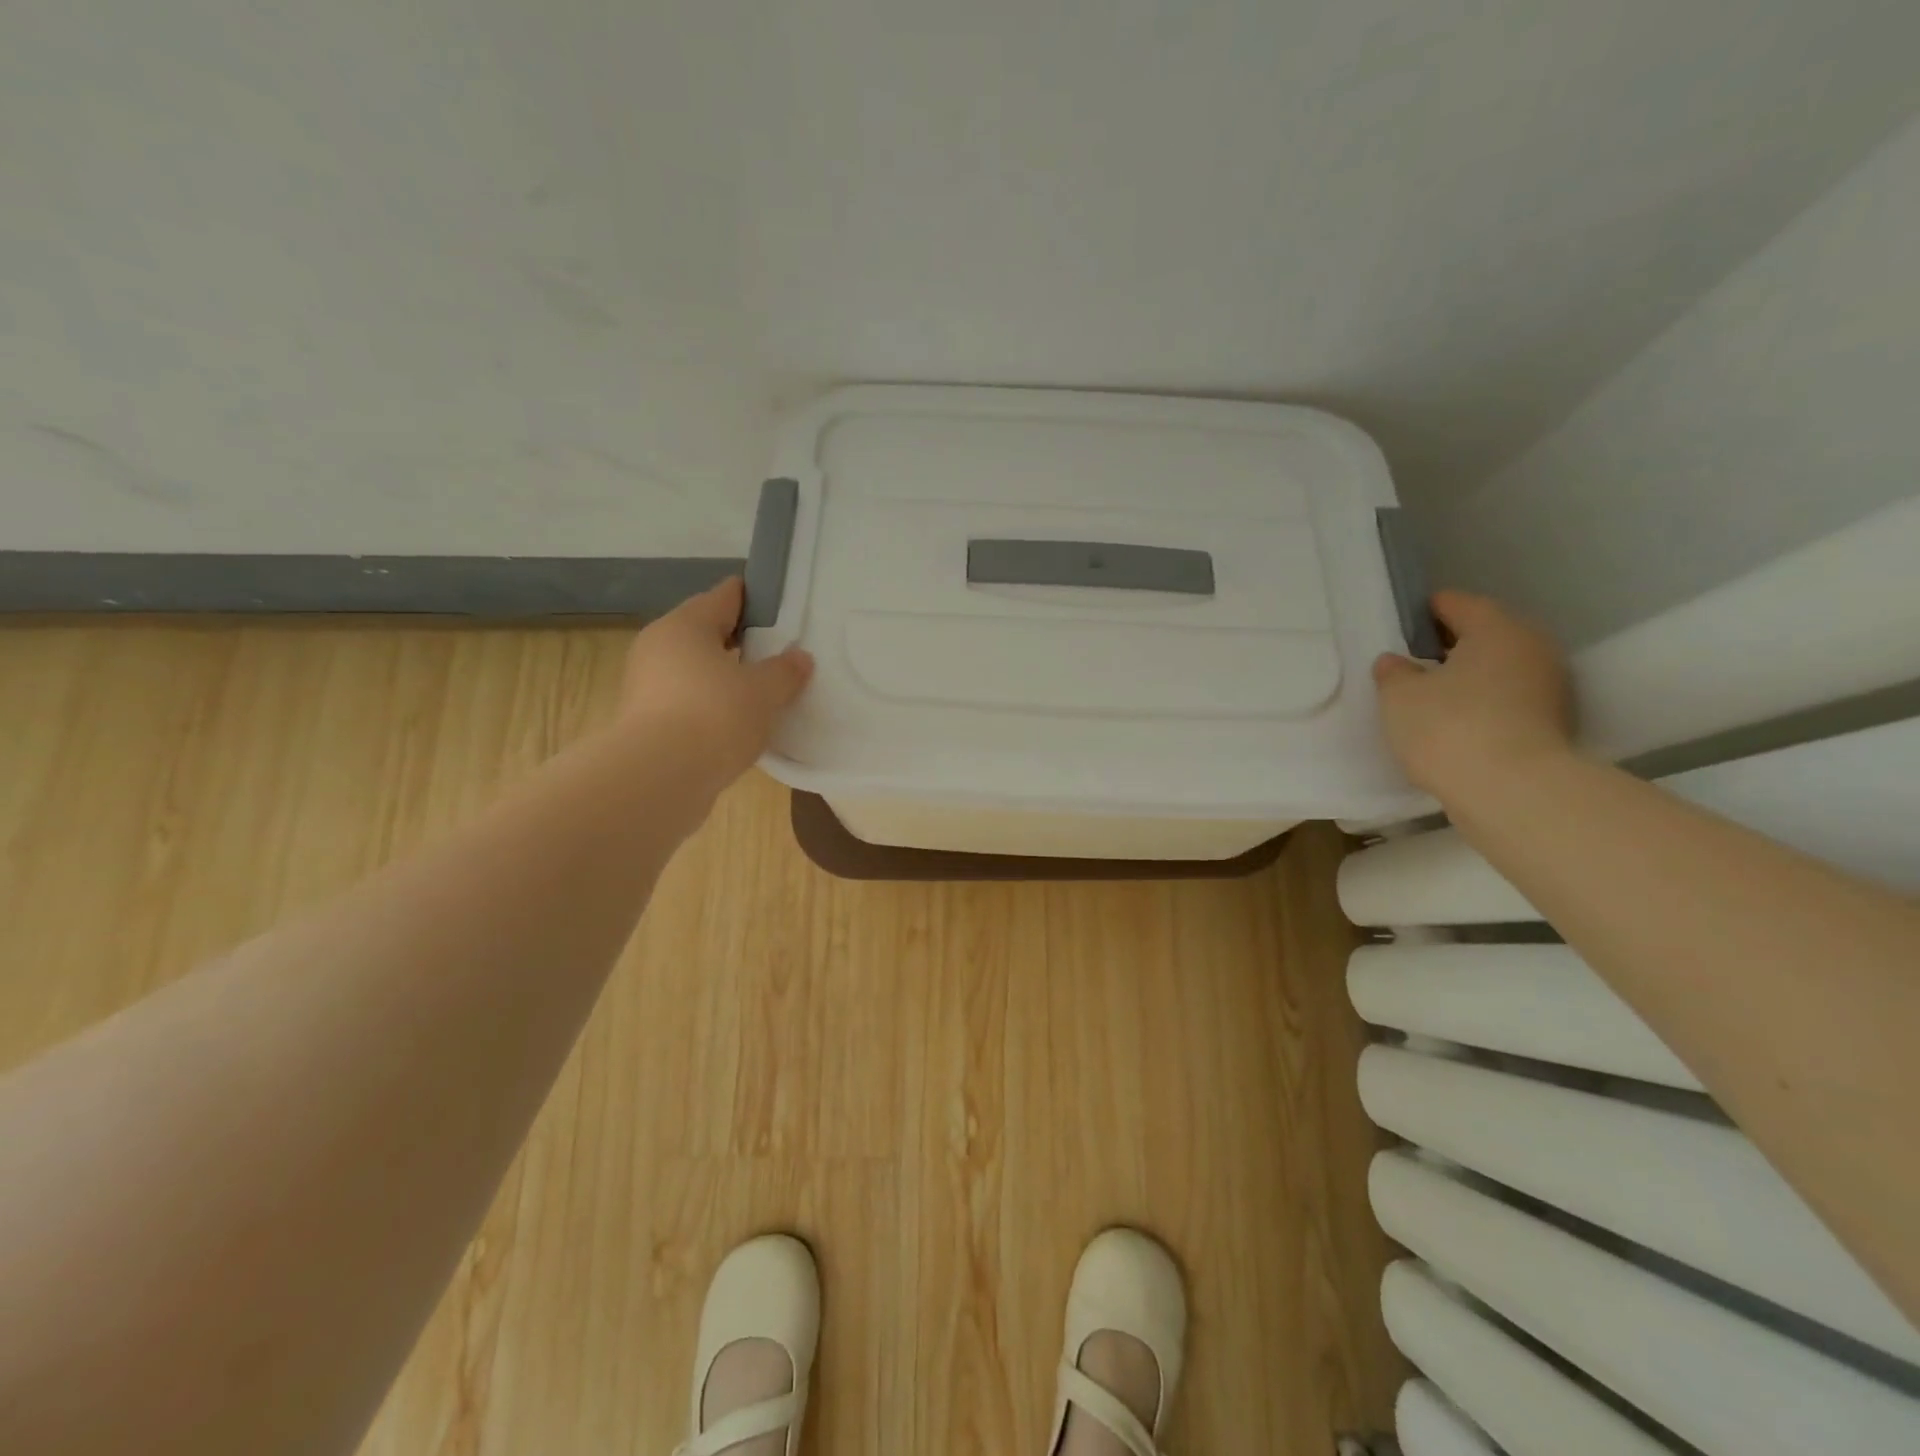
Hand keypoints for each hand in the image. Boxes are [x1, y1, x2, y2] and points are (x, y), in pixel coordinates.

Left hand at [619, 578, 813, 785]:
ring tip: (762, 690)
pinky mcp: (645, 721)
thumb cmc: (714, 716)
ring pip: (695, 669)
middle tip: (778, 651)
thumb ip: (785, 671)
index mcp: (685, 625)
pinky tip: (737, 722)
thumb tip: (800, 657)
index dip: (754, 598)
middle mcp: (659, 646)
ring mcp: (646, 685)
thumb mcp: (764, 691)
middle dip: (741, 641)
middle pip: (706, 632)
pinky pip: (687, 701)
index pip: (725, 596)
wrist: (659, 778)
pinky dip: (710, 705)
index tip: (780, 606)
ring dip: (724, 676)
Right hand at [1372, 590, 1576, 801]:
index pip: (1456, 603)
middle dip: (1449, 646)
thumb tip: (1396, 662)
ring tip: (1429, 698)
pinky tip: (1453, 723)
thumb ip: (1393, 673)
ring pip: (1497, 669)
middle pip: (1484, 635)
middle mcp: (1532, 647)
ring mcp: (1549, 686)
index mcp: (1496, 627)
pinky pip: (1506, 699)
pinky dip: (1482, 704)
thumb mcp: (1399, 696)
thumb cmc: (1448, 727)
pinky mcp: (1552, 723)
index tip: (1399, 630)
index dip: (1423, 613)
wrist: (1511, 791)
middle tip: (1411, 664)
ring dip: (1467, 677)